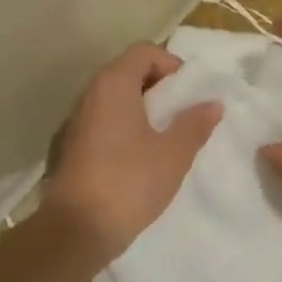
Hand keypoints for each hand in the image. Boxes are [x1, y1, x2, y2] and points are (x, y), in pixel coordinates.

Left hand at [40, 42, 221, 274]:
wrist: (76, 230)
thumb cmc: (129, 182)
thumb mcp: (173, 154)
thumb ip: (195, 124)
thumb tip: (212, 104)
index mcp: (113, 84)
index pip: (144, 51)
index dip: (171, 64)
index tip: (189, 94)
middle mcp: (90, 93)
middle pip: (128, 72)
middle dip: (158, 88)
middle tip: (182, 116)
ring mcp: (75, 120)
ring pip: (114, 99)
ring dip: (141, 110)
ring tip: (164, 138)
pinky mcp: (69, 146)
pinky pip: (102, 122)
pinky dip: (123, 128)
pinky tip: (139, 158)